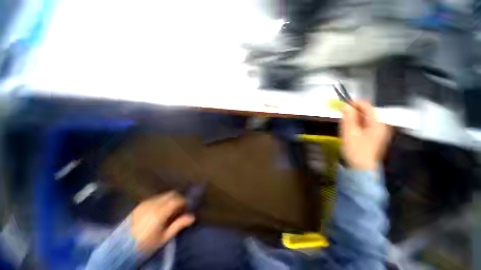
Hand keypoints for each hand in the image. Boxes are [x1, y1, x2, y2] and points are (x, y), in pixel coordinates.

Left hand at [131, 191, 194, 252]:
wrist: (120, 247)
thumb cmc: (145, 244)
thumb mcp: (163, 237)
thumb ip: (178, 225)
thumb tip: (192, 217)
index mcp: (160, 212)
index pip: (177, 199)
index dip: (184, 201)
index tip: (187, 207)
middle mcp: (153, 204)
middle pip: (171, 194)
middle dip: (178, 198)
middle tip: (181, 207)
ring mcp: (146, 203)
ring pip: (164, 195)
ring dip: (171, 199)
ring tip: (171, 210)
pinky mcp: (141, 204)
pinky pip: (156, 198)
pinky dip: (163, 200)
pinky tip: (161, 210)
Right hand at [341, 101, 391, 169]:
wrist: (361, 168)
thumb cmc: (355, 150)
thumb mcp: (349, 133)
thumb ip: (348, 118)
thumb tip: (345, 105)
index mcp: (378, 123)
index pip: (367, 106)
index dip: (354, 103)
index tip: (342, 105)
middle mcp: (381, 125)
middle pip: (367, 112)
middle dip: (353, 112)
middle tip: (341, 117)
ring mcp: (379, 131)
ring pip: (365, 119)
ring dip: (353, 119)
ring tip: (344, 125)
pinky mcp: (375, 136)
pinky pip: (365, 125)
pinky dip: (356, 124)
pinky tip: (350, 130)